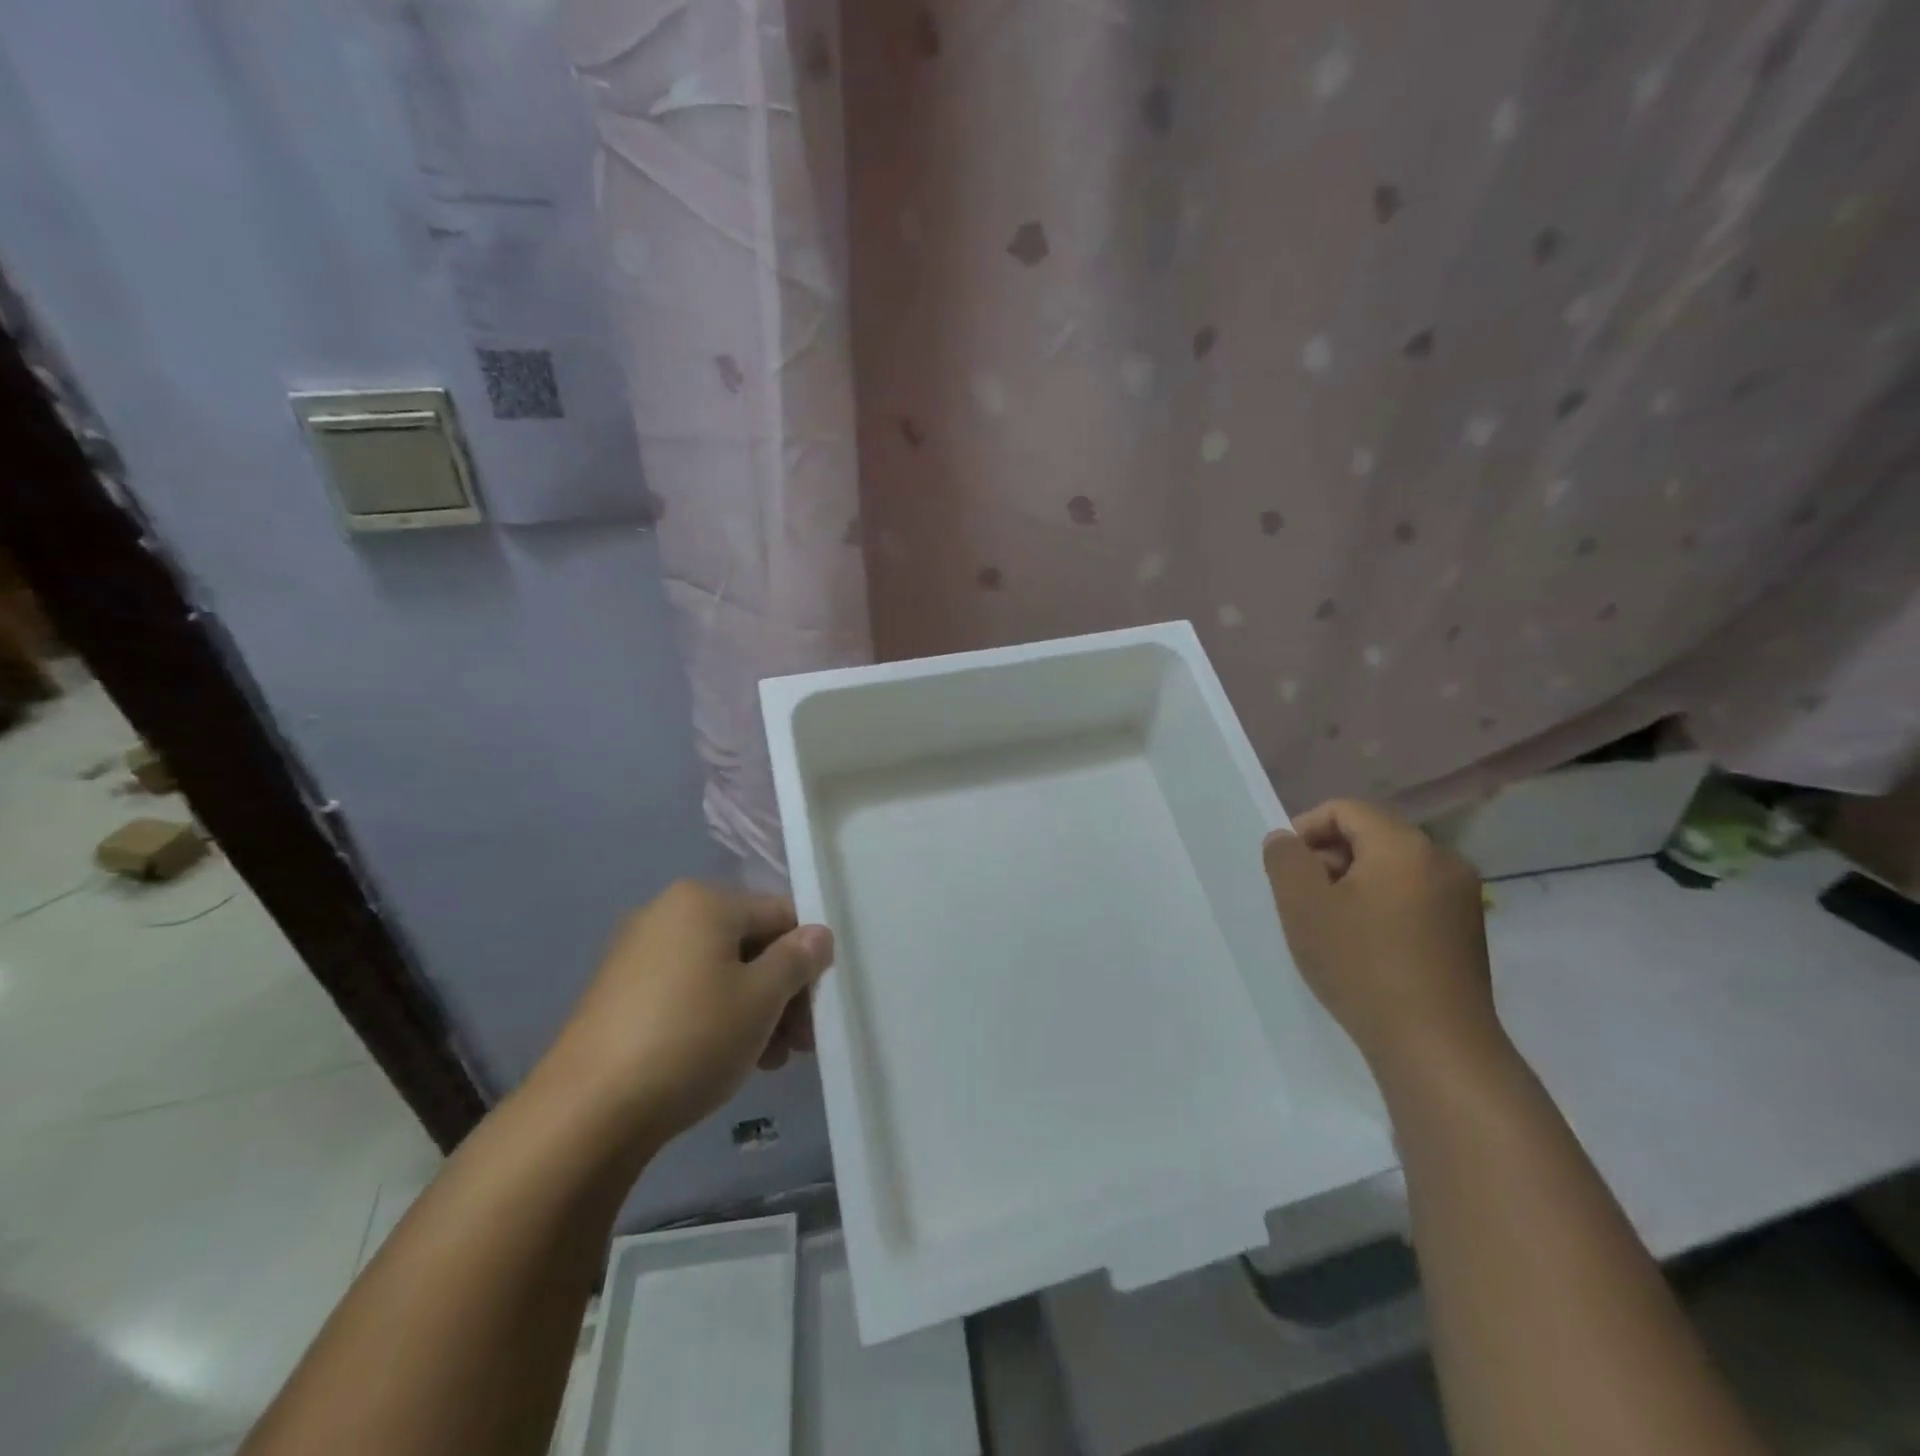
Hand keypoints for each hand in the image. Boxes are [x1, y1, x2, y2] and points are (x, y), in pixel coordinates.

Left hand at [539, 881, 833, 1149]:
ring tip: (766, 1061)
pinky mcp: (618, 993)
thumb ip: (797, 960)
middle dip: (780, 992)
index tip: (815, 1012)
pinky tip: (725, 1059)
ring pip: (718, 972)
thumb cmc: (691, 1039)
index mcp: (704, 901)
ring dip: (752, 1010)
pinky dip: (713, 1017)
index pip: (781, 915)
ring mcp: (637, 953)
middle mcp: (667, 914)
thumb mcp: (761, 999)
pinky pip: (685, 991)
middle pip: (749, 944)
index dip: (807, 960)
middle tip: (796, 1045)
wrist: (586, 1112)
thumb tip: (818, 935)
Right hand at [1262, 799, 1501, 1080]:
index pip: (1345, 809)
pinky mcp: (1467, 932)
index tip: (1285, 870)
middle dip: (1328, 859)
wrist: (1436, 1047)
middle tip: (1303, 901)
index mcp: (1404, 845)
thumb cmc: (1362, 965)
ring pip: (1391, 868)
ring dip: (1352, 885)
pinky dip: (1381, 907)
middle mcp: (1442, 860)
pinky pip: (1412, 897)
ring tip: (1330, 927)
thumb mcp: (1303, 906)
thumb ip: (1285, 859)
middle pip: (1370, 836)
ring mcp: (1461, 898)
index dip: (1305, 829)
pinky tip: (1365, 947)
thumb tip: (1285, 840)